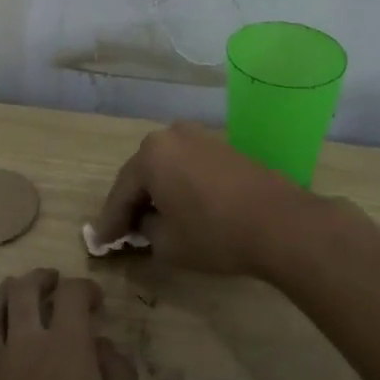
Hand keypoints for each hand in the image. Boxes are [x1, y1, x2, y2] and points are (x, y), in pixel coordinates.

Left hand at [0, 270, 144, 379]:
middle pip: (22, 292)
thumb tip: (102, 345)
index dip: (85, 288)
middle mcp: (21, 350)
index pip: (71, 296)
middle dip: (40, 280)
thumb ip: (119, 378)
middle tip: (53, 283)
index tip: (95, 301)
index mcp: (66, 352)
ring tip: (15, 295)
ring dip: (2, 297)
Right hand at [91, 122, 326, 276]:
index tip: (100, 244)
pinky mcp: (222, 148)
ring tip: (149, 221)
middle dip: (132, 203)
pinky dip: (178, 186)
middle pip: (141, 174)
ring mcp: (200, 138)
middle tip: (122, 232)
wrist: (279, 222)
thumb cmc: (214, 233)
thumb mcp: (167, 243)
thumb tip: (144, 224)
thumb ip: (145, 231)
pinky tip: (178, 208)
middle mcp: (171, 136)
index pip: (120, 193)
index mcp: (150, 154)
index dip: (110, 222)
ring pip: (165, 168)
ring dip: (156, 193)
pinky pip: (187, 167)